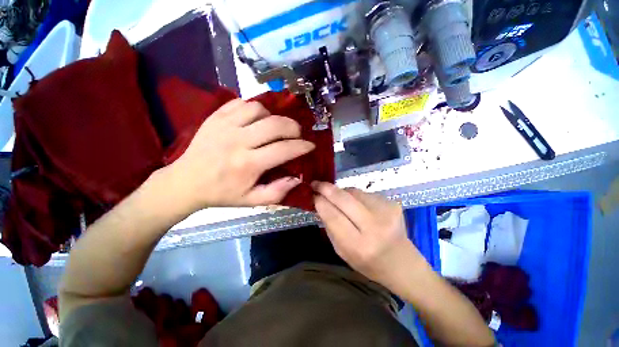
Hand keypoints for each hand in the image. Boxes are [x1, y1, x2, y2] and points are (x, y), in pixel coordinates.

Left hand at [169, 99, 314, 209]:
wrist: (186, 182)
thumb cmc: (222, 193)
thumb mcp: (252, 201)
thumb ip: (277, 192)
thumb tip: (297, 179)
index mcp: (248, 164)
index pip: (284, 149)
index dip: (301, 146)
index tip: (310, 145)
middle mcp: (238, 141)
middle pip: (275, 124)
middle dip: (293, 127)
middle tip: (297, 134)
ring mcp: (225, 125)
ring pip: (259, 109)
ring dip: (273, 117)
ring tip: (274, 127)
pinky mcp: (215, 116)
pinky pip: (241, 103)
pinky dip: (254, 109)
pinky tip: (256, 120)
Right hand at [312, 182, 428, 293]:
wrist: (402, 262)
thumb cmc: (368, 263)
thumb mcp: (342, 252)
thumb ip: (330, 226)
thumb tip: (320, 202)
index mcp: (359, 245)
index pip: (333, 216)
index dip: (320, 202)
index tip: (312, 194)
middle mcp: (375, 226)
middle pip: (344, 199)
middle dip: (327, 189)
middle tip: (316, 184)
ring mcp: (386, 212)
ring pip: (354, 192)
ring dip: (341, 192)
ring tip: (338, 198)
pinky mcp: (392, 203)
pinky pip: (365, 193)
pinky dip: (355, 196)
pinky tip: (357, 205)